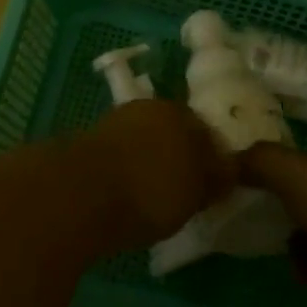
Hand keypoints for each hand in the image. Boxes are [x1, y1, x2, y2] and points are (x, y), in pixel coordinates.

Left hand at [80, 101, 236, 249]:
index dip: (212, 157)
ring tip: (155, 198)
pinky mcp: (89, 145)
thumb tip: (227, 169)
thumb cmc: (149, 190)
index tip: (213, 183)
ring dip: (150, 163)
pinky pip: (121, 158)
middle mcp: (147, 109)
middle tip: (186, 190)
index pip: (205, 130)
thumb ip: (215, 177)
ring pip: (144, 143)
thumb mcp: (196, 191)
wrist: (79, 195)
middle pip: (172, 133)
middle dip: (180, 156)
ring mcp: (115, 123)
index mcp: (178, 111)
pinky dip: (127, 173)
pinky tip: (128, 197)